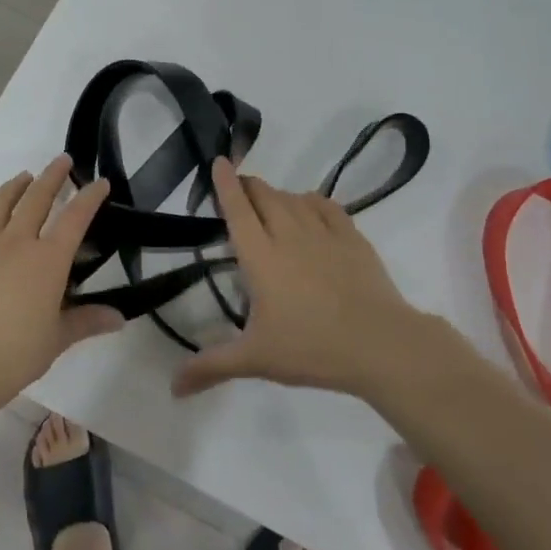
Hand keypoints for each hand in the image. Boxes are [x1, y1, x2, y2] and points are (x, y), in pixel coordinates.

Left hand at [0, 156, 120, 407]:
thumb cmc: (14, 354)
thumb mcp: (57, 339)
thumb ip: (87, 321)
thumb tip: (119, 318)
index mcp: (47, 260)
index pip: (75, 218)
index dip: (90, 197)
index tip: (100, 182)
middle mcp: (16, 243)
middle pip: (36, 199)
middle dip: (52, 176)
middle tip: (62, 161)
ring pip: (0, 205)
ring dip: (15, 187)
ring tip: (24, 178)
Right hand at [172, 158, 428, 399]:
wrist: (379, 343)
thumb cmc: (311, 348)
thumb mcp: (256, 359)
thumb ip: (211, 366)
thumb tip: (171, 388)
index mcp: (261, 256)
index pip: (237, 209)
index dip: (226, 183)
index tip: (219, 161)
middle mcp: (289, 234)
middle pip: (265, 195)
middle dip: (249, 186)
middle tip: (240, 191)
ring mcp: (323, 232)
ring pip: (293, 197)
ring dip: (277, 195)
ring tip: (271, 204)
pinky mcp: (352, 237)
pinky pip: (326, 205)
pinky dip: (311, 201)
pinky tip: (309, 208)